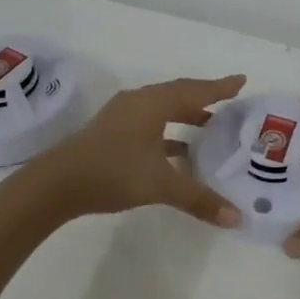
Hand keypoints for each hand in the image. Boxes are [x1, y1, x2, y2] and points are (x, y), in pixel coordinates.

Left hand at [28, 75, 246, 225]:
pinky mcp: (111, 132)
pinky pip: (149, 124)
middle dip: (204, 99)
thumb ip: (198, 198)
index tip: (242, 81)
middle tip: (229, 104)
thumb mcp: (161, 185)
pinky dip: (167, 133)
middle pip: (178, 95)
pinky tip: (178, 154)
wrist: (57, 183)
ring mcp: (122, 116)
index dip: (220, 87)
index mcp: (154, 103)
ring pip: (162, 110)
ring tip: (209, 131)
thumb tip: (236, 217)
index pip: (195, 90)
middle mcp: (139, 102)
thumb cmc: (113, 172)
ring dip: (185, 118)